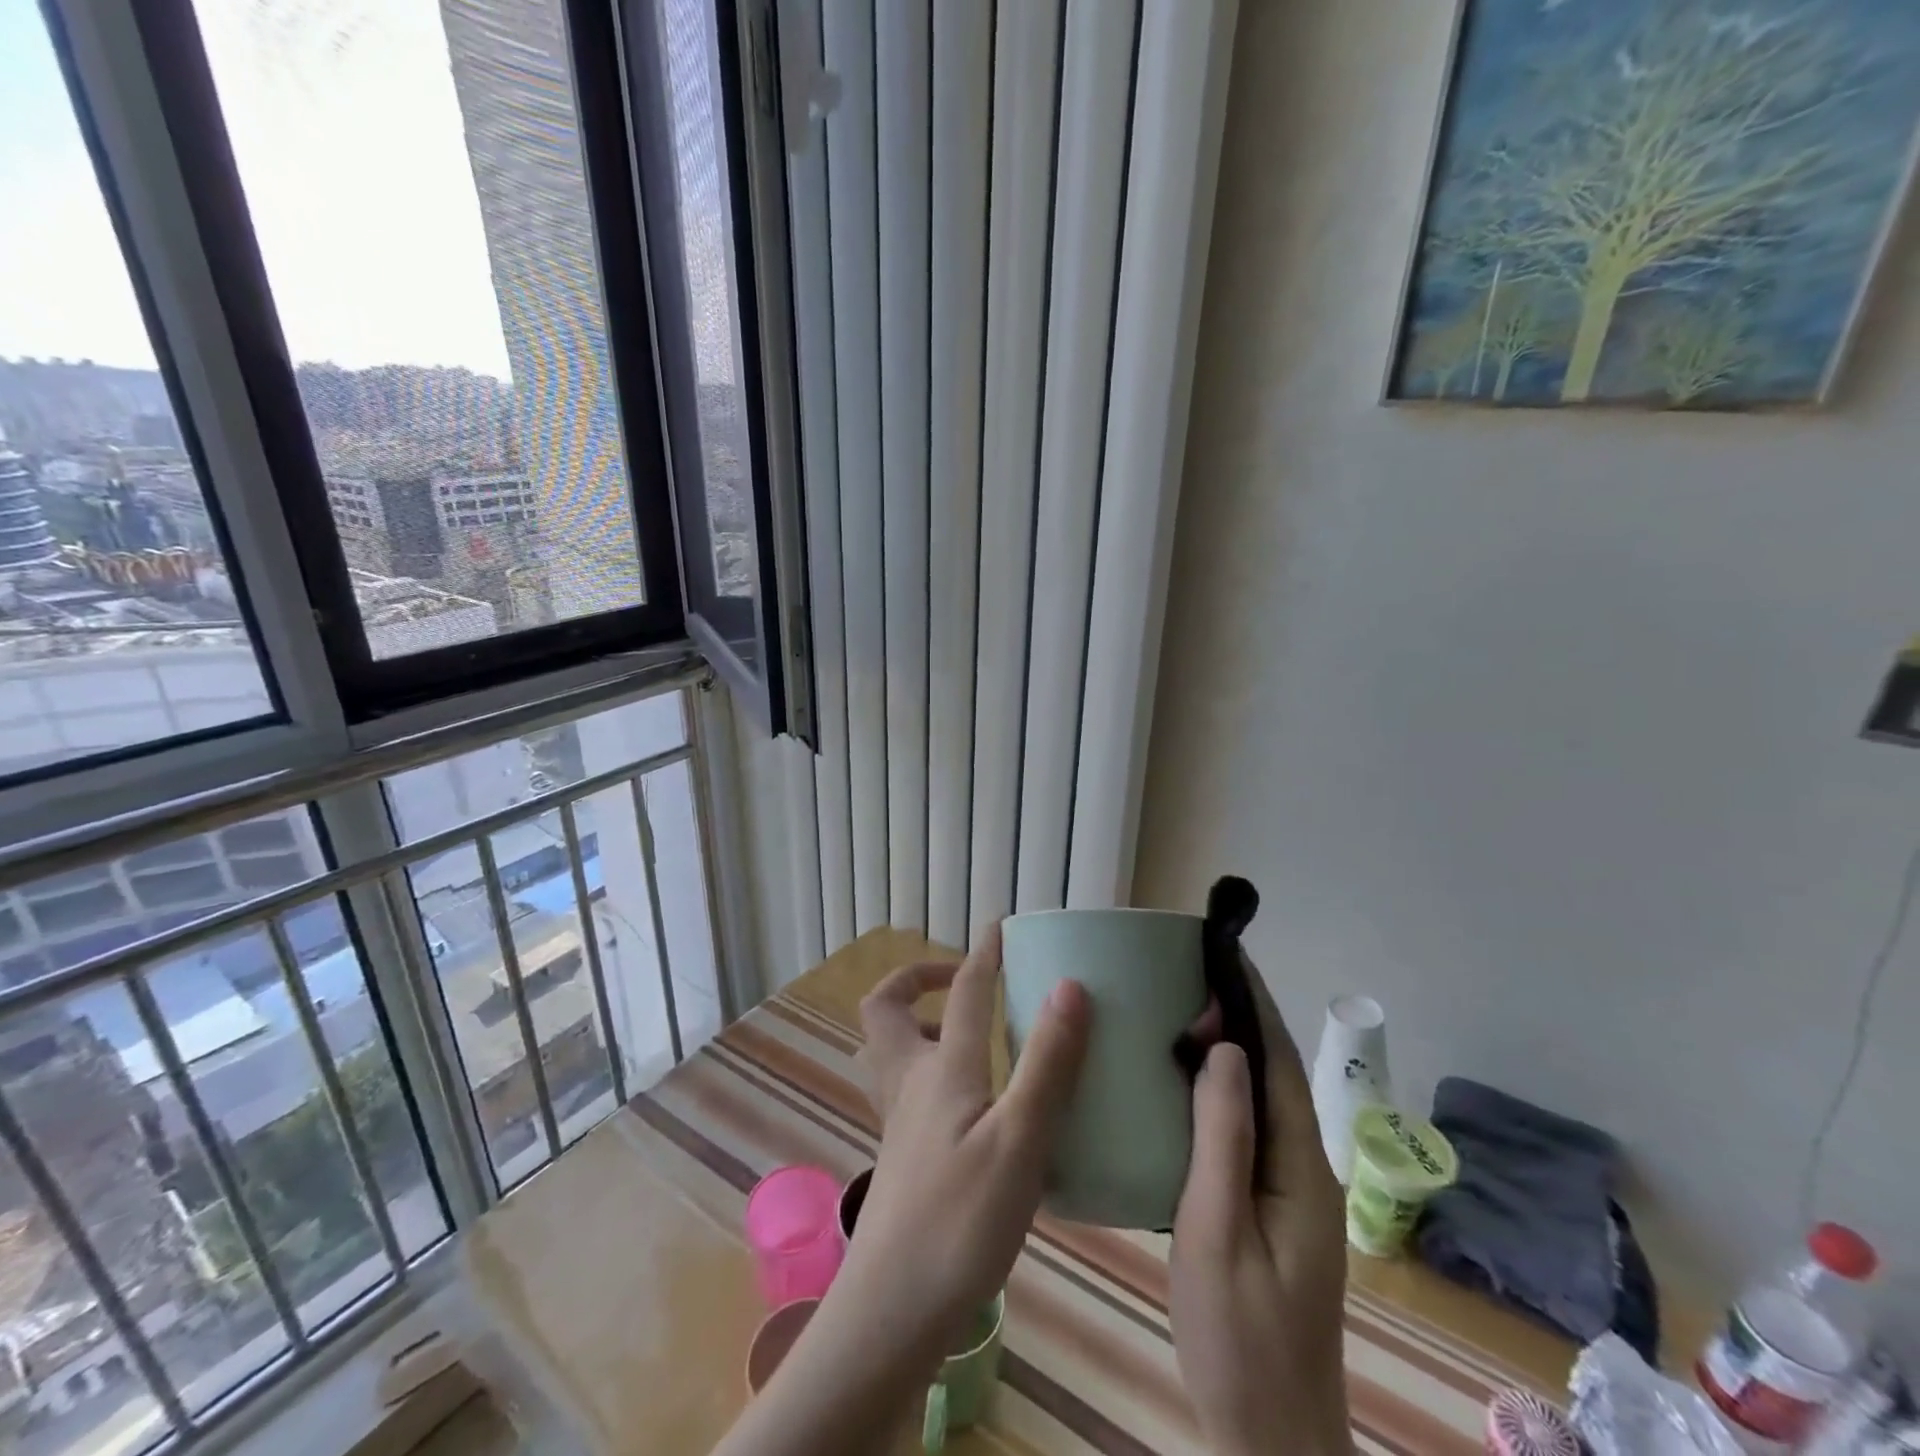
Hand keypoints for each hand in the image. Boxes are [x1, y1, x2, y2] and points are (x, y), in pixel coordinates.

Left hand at [842, 923, 1092, 1359]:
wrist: (892, 1313)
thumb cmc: (959, 1221)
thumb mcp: (1020, 1140)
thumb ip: (1047, 1064)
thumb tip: (1069, 986)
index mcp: (942, 1069)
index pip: (964, 991)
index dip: (983, 953)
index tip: (1000, 927)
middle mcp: (911, 1083)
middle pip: (886, 1008)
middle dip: (917, 979)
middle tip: (962, 982)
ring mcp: (899, 1122)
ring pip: (889, 1049)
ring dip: (919, 1022)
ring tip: (967, 1032)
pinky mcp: (902, 1156)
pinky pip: (905, 1087)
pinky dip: (930, 1069)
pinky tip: (972, 1103)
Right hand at [1170, 965, 1352, 1455]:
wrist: (1270, 1441)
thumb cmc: (1239, 1339)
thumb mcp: (1217, 1232)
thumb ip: (1222, 1138)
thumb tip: (1222, 1047)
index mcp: (1299, 1167)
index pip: (1278, 1062)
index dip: (1253, 1003)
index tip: (1224, 952)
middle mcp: (1303, 1168)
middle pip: (1273, 1072)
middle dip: (1240, 1014)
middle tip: (1190, 970)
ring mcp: (1288, 1191)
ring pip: (1259, 1098)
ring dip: (1229, 1047)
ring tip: (1182, 1007)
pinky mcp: (1267, 1207)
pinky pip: (1244, 1126)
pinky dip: (1218, 1088)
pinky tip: (1183, 1083)